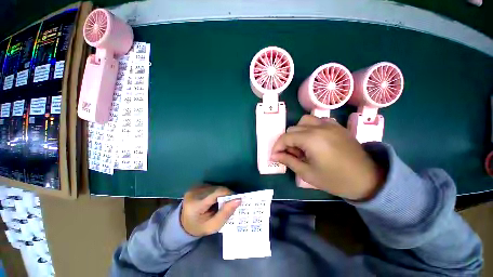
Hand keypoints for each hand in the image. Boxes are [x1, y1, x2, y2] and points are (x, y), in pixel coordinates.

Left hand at [181, 185, 240, 236]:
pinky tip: (214, 198)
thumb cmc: (199, 227)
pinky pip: (212, 185)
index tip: (236, 199)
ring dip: (221, 192)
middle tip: (229, 203)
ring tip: (221, 202)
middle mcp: (194, 192)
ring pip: (215, 186)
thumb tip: (238, 200)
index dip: (229, 193)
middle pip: (217, 188)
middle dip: (226, 194)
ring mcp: (194, 187)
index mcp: (196, 204)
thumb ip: (225, 214)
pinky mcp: (196, 185)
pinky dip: (216, 191)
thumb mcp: (213, 226)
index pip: (217, 193)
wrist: (184, 223)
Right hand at [271, 115, 383, 200]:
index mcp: (312, 139)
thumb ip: (288, 161)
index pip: (286, 137)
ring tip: (301, 146)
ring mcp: (329, 125)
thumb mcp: (307, 173)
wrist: (368, 179)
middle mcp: (319, 127)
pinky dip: (309, 128)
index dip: (277, 146)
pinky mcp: (336, 126)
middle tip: (291, 155)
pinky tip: (313, 140)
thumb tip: (274, 156)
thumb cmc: (335, 180)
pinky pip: (317, 121)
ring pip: (304, 121)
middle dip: (287, 141)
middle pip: (293, 128)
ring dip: (297, 132)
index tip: (274, 156)